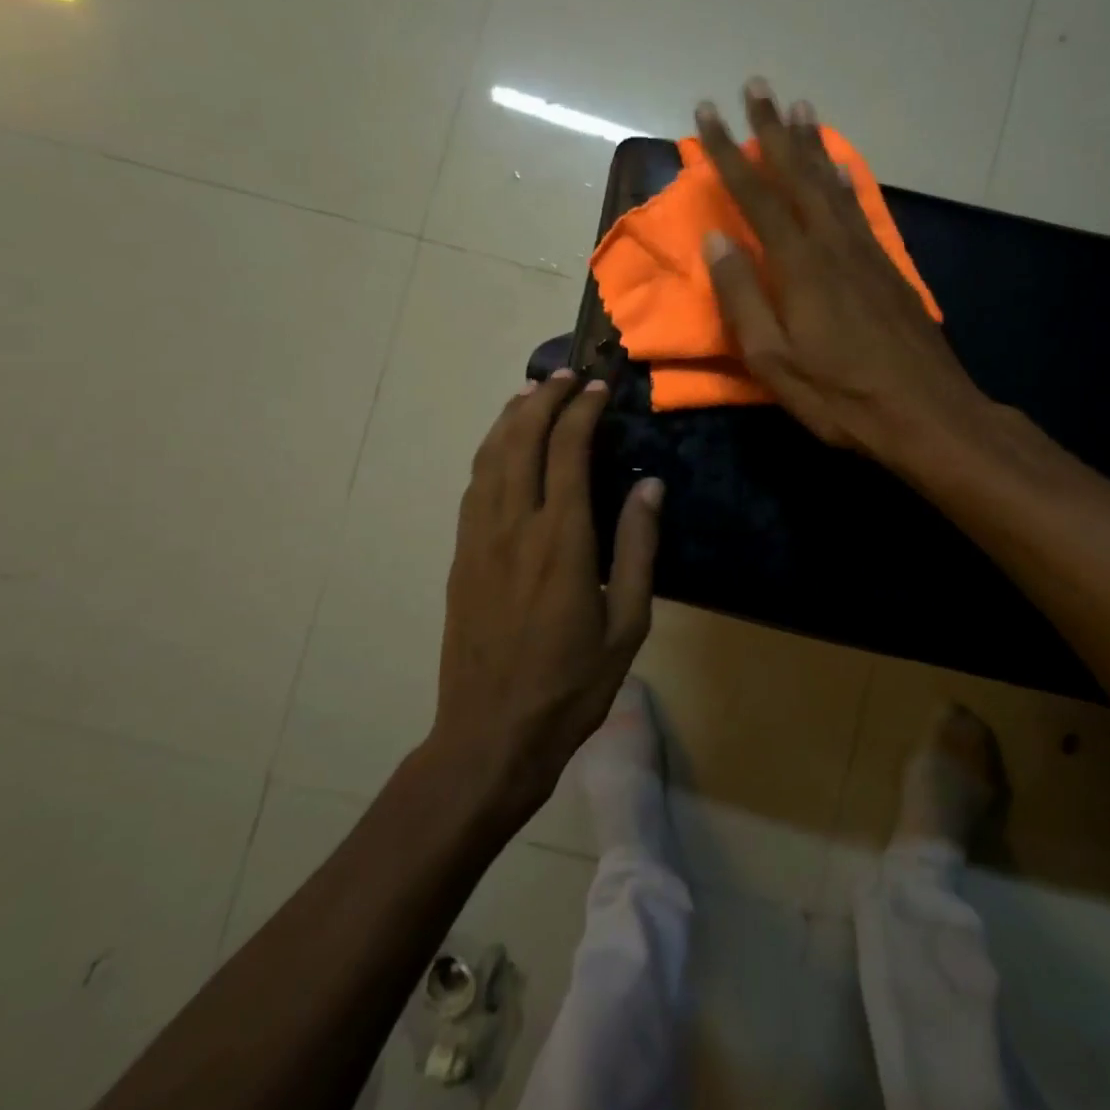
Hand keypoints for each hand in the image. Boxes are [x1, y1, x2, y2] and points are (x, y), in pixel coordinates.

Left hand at [432, 371, 663, 821]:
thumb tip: (649, 486)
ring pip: (490, 457)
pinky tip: (501, 445)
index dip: (582, 412)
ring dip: (510, 417)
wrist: (490, 734)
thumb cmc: (571, 685)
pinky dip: (489, 452)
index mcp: (561, 541)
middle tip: (567, 375)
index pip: (568, 452)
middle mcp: (514, 527)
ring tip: (532, 392)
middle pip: (522, 440)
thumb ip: (638, 548)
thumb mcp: (628, 624)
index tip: (599, 388)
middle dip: (544, 398)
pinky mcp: (460, 556)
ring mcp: (479, 539)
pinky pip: (473, 486)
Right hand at [697, 79, 990, 465]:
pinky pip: (857, 209)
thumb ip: (744, 297)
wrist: (926, 412)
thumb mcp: (774, 360)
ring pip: (831, 185)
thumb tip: (717, 240)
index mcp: (800, 267)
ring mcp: (865, 254)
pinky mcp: (887, 269)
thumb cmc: (841, 396)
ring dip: (810, 145)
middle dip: (772, 130)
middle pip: (797, 176)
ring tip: (798, 108)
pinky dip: (843, 180)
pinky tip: (838, 168)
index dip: (726, 154)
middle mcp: (833, 245)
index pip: (756, 196)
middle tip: (757, 86)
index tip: (705, 115)